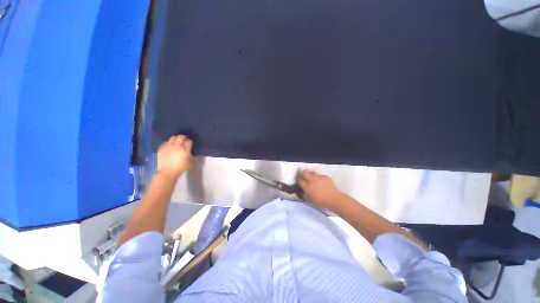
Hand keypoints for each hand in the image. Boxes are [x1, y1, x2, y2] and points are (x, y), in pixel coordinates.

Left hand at [156, 135, 193, 180]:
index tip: (189, 144)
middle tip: (184, 141)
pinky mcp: (161, 148)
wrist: (168, 171)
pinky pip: (166, 142)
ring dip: (176, 139)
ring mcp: (168, 146)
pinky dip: (168, 143)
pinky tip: (169, 147)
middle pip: (180, 137)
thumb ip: (191, 153)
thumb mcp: (190, 161)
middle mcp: (176, 145)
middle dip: (183, 138)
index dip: (190, 142)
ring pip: (172, 138)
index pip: (189, 141)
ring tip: (176, 143)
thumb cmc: (181, 167)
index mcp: (184, 149)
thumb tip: (189, 149)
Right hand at [299, 170, 342, 210]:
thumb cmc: (321, 201)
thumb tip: (302, 190)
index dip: (299, 180)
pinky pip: (319, 175)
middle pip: (304, 172)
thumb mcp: (310, 199)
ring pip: (312, 172)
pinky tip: (320, 181)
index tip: (299, 181)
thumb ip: (304, 194)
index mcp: (308, 187)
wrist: (334, 199)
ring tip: (311, 178)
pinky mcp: (325, 176)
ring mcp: (319, 177)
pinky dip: (318, 177)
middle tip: (303, 176)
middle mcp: (312, 180)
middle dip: (303, 173)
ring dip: (310, 174)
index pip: (300, 180)